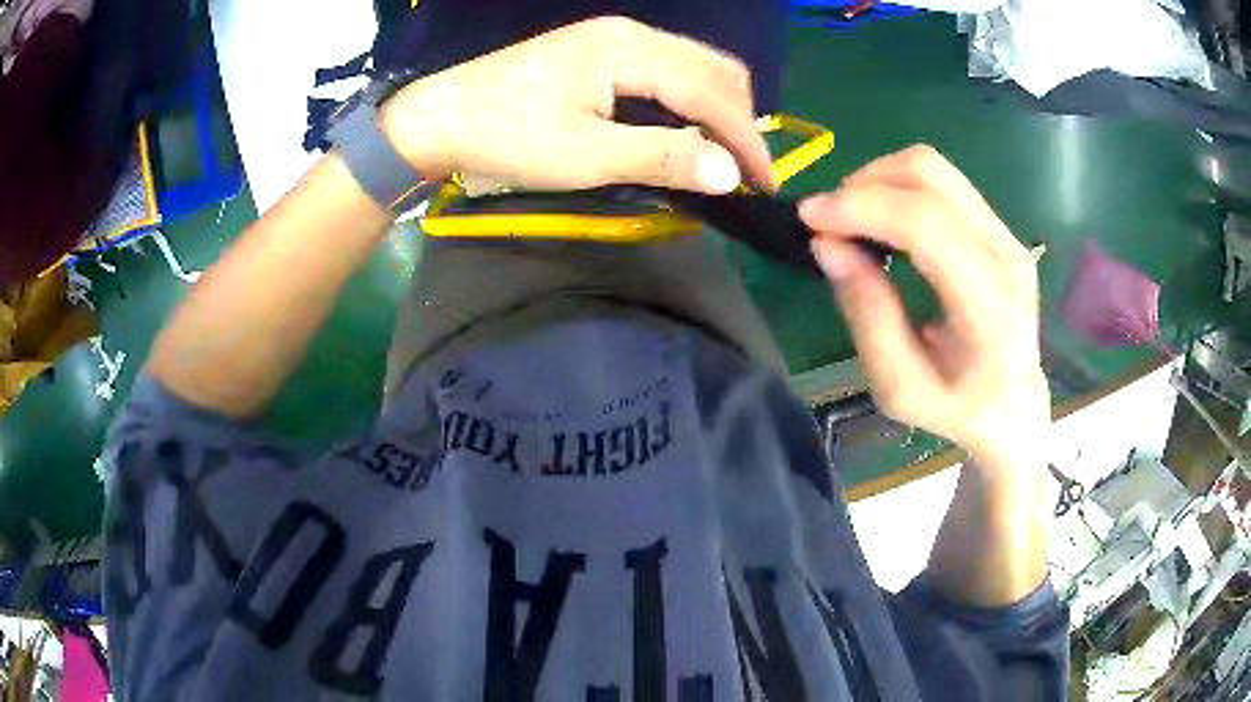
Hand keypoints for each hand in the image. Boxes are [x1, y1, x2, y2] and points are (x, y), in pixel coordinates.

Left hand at [379, 17, 774, 194]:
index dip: (747, 140)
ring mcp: (616, 38)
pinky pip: (669, 71)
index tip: (766, 184)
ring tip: (719, 157)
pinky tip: (684, 131)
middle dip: (740, 122)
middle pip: (715, 70)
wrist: (439, 117)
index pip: (712, 92)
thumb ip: (661, 157)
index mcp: (630, 50)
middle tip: (741, 172)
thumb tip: (729, 172)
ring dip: (717, 111)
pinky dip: (689, 102)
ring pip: (695, 67)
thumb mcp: (584, 155)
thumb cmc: (505, 136)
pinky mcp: (601, 52)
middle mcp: (632, 33)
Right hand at [800, 146, 1049, 471]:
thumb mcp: (899, 387)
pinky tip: (884, 220)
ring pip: (934, 168)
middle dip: (866, 184)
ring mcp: (1008, 236)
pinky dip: (900, 188)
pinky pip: (943, 183)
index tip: (810, 216)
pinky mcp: (1000, 228)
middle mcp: (1006, 256)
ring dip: (881, 180)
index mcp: (988, 306)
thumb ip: (867, 315)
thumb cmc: (956, 409)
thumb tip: (826, 245)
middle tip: (831, 220)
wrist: (1015, 407)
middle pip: (930, 175)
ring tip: (854, 219)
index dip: (862, 207)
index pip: (927, 224)